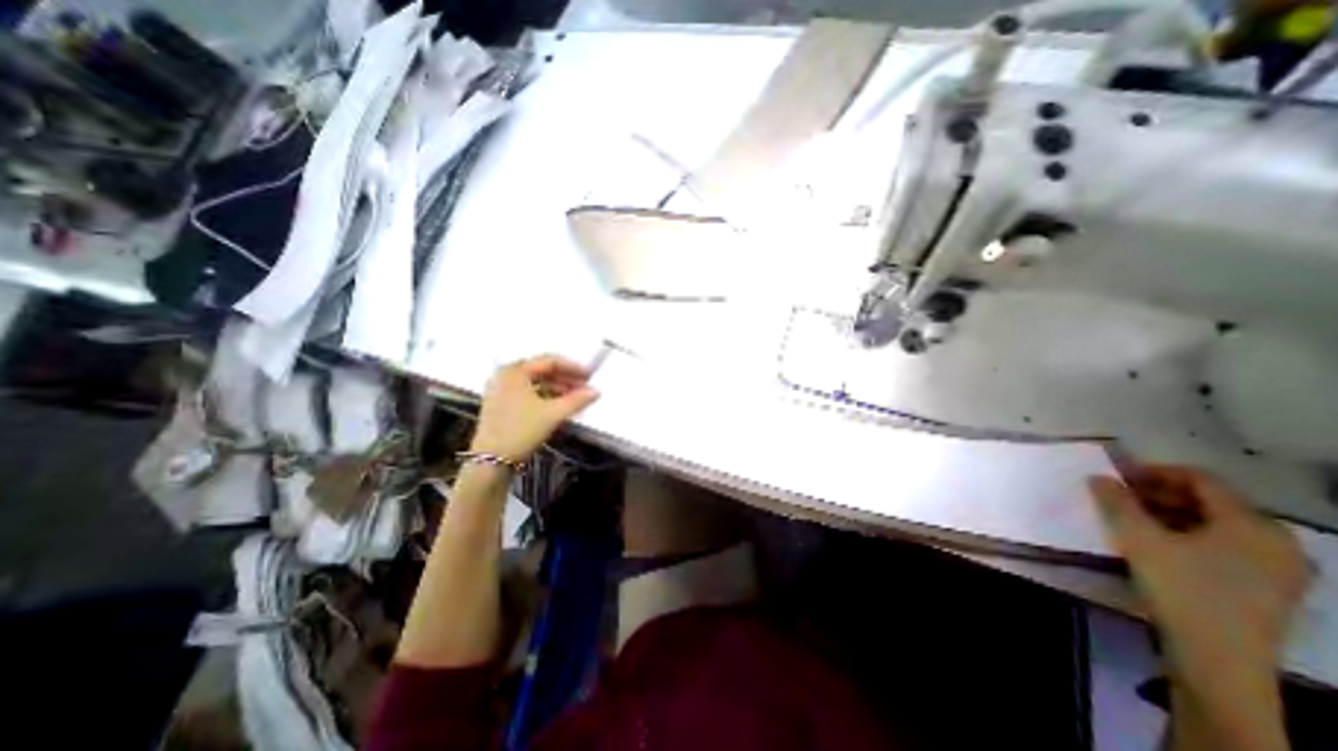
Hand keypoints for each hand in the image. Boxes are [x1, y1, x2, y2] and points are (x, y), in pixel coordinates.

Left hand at [466, 353, 597, 463]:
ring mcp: (501, 390)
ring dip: (557, 388)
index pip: (549, 361)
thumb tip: (596, 391)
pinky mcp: (501, 404)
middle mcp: (506, 375)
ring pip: (535, 383)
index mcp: (515, 371)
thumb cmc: (521, 430)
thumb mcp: (553, 414)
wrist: (491, 461)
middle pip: (542, 371)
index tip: (589, 376)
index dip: (572, 367)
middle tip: (584, 387)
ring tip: (575, 398)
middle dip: (565, 378)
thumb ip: (577, 400)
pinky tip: (559, 405)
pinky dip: (545, 396)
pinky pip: (528, 393)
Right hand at [1086, 468, 1307, 667]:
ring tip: (1131, 519)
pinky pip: (1224, 544)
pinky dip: (1187, 534)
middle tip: (1118, 497)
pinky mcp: (1267, 586)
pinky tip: (1156, 543)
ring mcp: (1277, 566)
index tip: (1116, 476)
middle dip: (1159, 493)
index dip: (1154, 472)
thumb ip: (1116, 502)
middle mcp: (1276, 540)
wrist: (1217, 657)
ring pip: (1215, 523)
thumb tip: (1099, 477)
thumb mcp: (1138, 538)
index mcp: (1252, 525)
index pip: (1201, 479)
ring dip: (1169, 513)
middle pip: (1211, 501)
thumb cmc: (1180, 587)